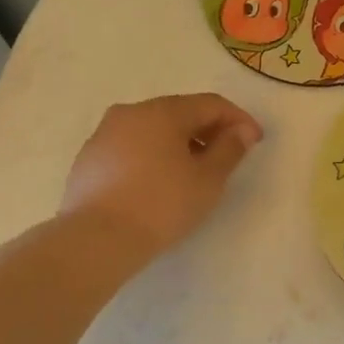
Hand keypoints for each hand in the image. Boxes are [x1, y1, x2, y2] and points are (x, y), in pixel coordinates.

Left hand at [60, 93, 262, 257]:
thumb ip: (229, 149)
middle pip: (179, 112)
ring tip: (193, 172)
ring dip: (178, 143)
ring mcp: (104, 134)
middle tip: (226, 156)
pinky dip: (152, 156)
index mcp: (163, 111)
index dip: (238, 119)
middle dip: (207, 130)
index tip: (255, 141)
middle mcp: (131, 112)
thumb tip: (241, 130)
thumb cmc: (162, 205)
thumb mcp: (207, 180)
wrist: (97, 238)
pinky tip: (158, 183)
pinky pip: (131, 147)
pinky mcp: (89, 158)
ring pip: (152, 130)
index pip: (210, 104)